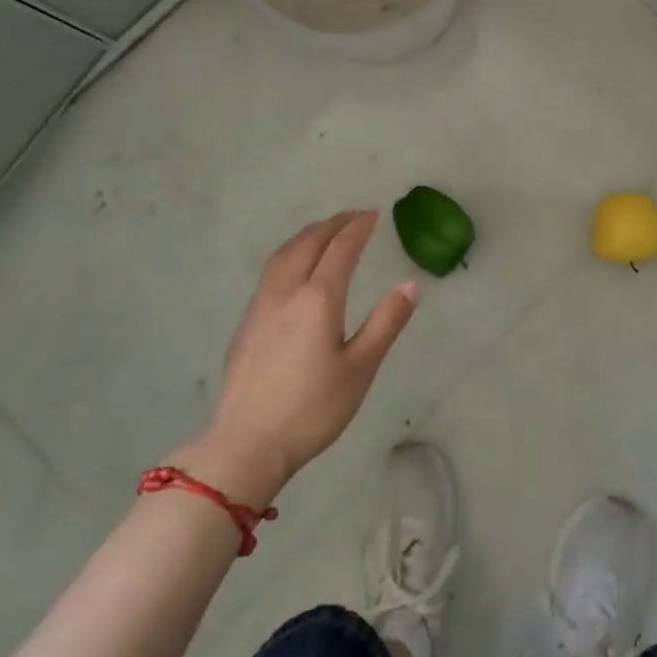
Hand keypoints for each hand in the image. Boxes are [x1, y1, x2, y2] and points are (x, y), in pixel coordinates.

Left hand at [175, 210, 417, 501]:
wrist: (246, 442)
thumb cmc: (312, 408)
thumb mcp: (360, 368)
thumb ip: (386, 322)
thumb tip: (410, 285)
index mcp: (318, 299)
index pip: (341, 249)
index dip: (358, 227)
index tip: (373, 214)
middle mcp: (287, 291)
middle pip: (309, 243)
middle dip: (333, 224)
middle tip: (353, 216)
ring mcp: (261, 305)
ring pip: (285, 253)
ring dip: (308, 235)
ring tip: (325, 231)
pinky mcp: (247, 322)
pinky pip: (272, 270)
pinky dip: (290, 252)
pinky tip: (295, 267)